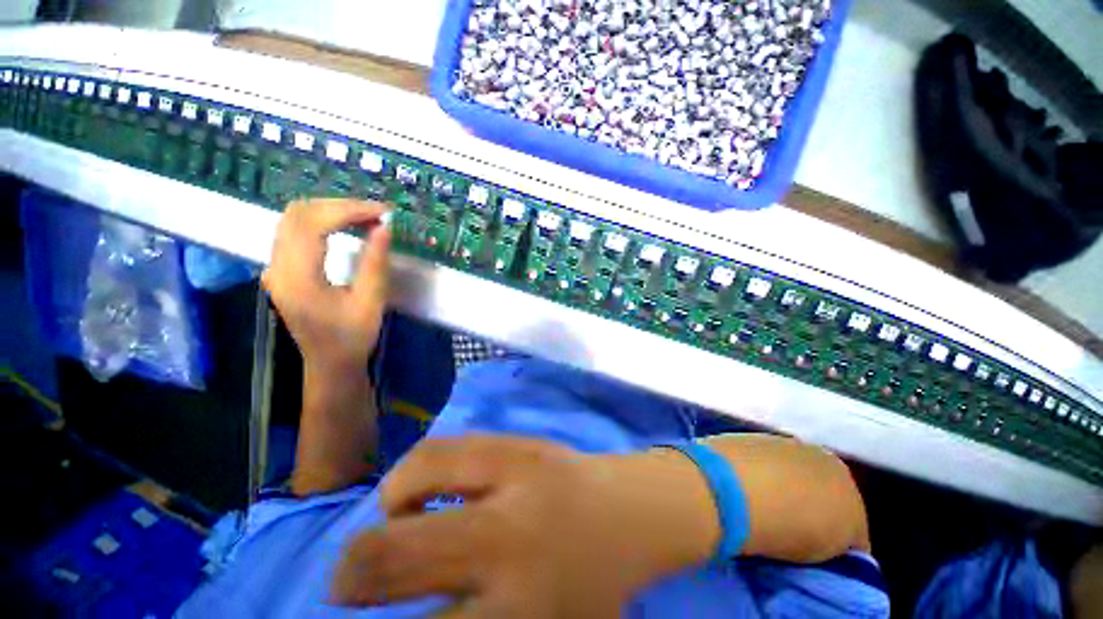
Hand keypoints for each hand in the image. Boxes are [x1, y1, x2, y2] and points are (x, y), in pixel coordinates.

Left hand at [262, 199, 390, 376]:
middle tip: (376, 213)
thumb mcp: (370, 302)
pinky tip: (345, 226)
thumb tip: (385, 227)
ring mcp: (275, 266)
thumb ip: (375, 263)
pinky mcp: (281, 269)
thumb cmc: (352, 337)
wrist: (329, 363)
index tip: (382, 212)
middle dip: (340, 206)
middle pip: (298, 213)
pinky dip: (322, 220)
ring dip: (330, 210)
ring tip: (365, 218)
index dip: (348, 210)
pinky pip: (295, 230)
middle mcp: (277, 266)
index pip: (313, 223)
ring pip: (294, 218)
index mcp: (297, 278)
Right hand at [331, 436, 717, 617]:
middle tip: (350, 582)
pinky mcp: (519, 440)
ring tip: (397, 520)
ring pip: (415, 475)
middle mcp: (507, 538)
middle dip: (354, 573)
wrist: (635, 509)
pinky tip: (428, 486)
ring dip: (389, 507)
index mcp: (519, 608)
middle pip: (395, 555)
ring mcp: (514, 473)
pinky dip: (418, 471)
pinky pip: (443, 448)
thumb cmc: (595, 585)